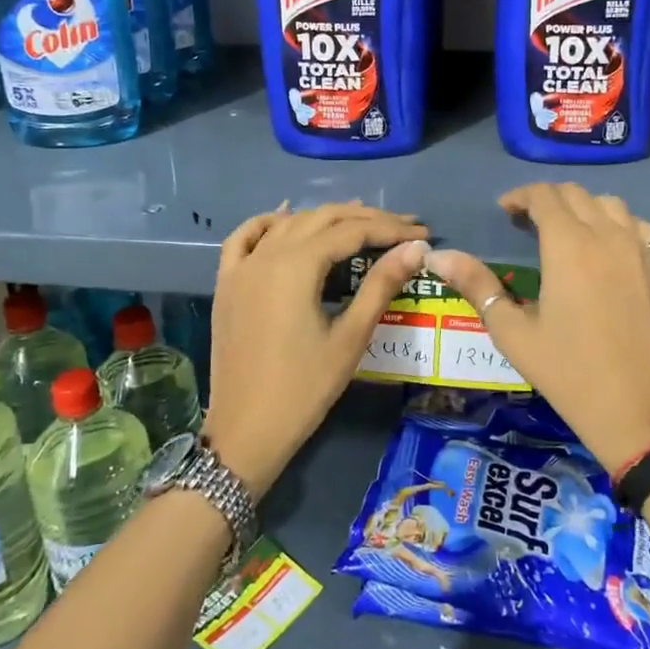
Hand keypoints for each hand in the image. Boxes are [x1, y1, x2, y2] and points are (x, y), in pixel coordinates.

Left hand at [204, 201, 427, 497]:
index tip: (423, 233)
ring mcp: (241, 267)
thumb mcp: (350, 338)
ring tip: (361, 220)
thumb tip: (415, 249)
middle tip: (403, 226)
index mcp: (296, 266)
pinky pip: (244, 238)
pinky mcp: (227, 284)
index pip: (351, 231)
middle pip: (321, 219)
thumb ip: (381, 286)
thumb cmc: (304, 389)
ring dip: (325, 218)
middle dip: (365, 218)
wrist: (246, 431)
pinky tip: (286, 217)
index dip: (390, 228)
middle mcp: (266, 255)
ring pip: (288, 224)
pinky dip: (268, 223)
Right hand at [425, 184, 649, 473]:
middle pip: (578, 195)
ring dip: (586, 210)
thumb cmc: (568, 373)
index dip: (521, 196)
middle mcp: (610, 236)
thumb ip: (477, 285)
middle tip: (530, 224)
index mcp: (569, 245)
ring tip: (572, 234)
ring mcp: (645, 252)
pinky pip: (643, 232)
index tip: (506, 211)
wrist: (640, 412)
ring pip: (614, 207)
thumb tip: (438, 256)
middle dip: (550, 200)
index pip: (544, 196)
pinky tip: (612, 255)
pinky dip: (621, 229)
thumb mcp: (513, 332)